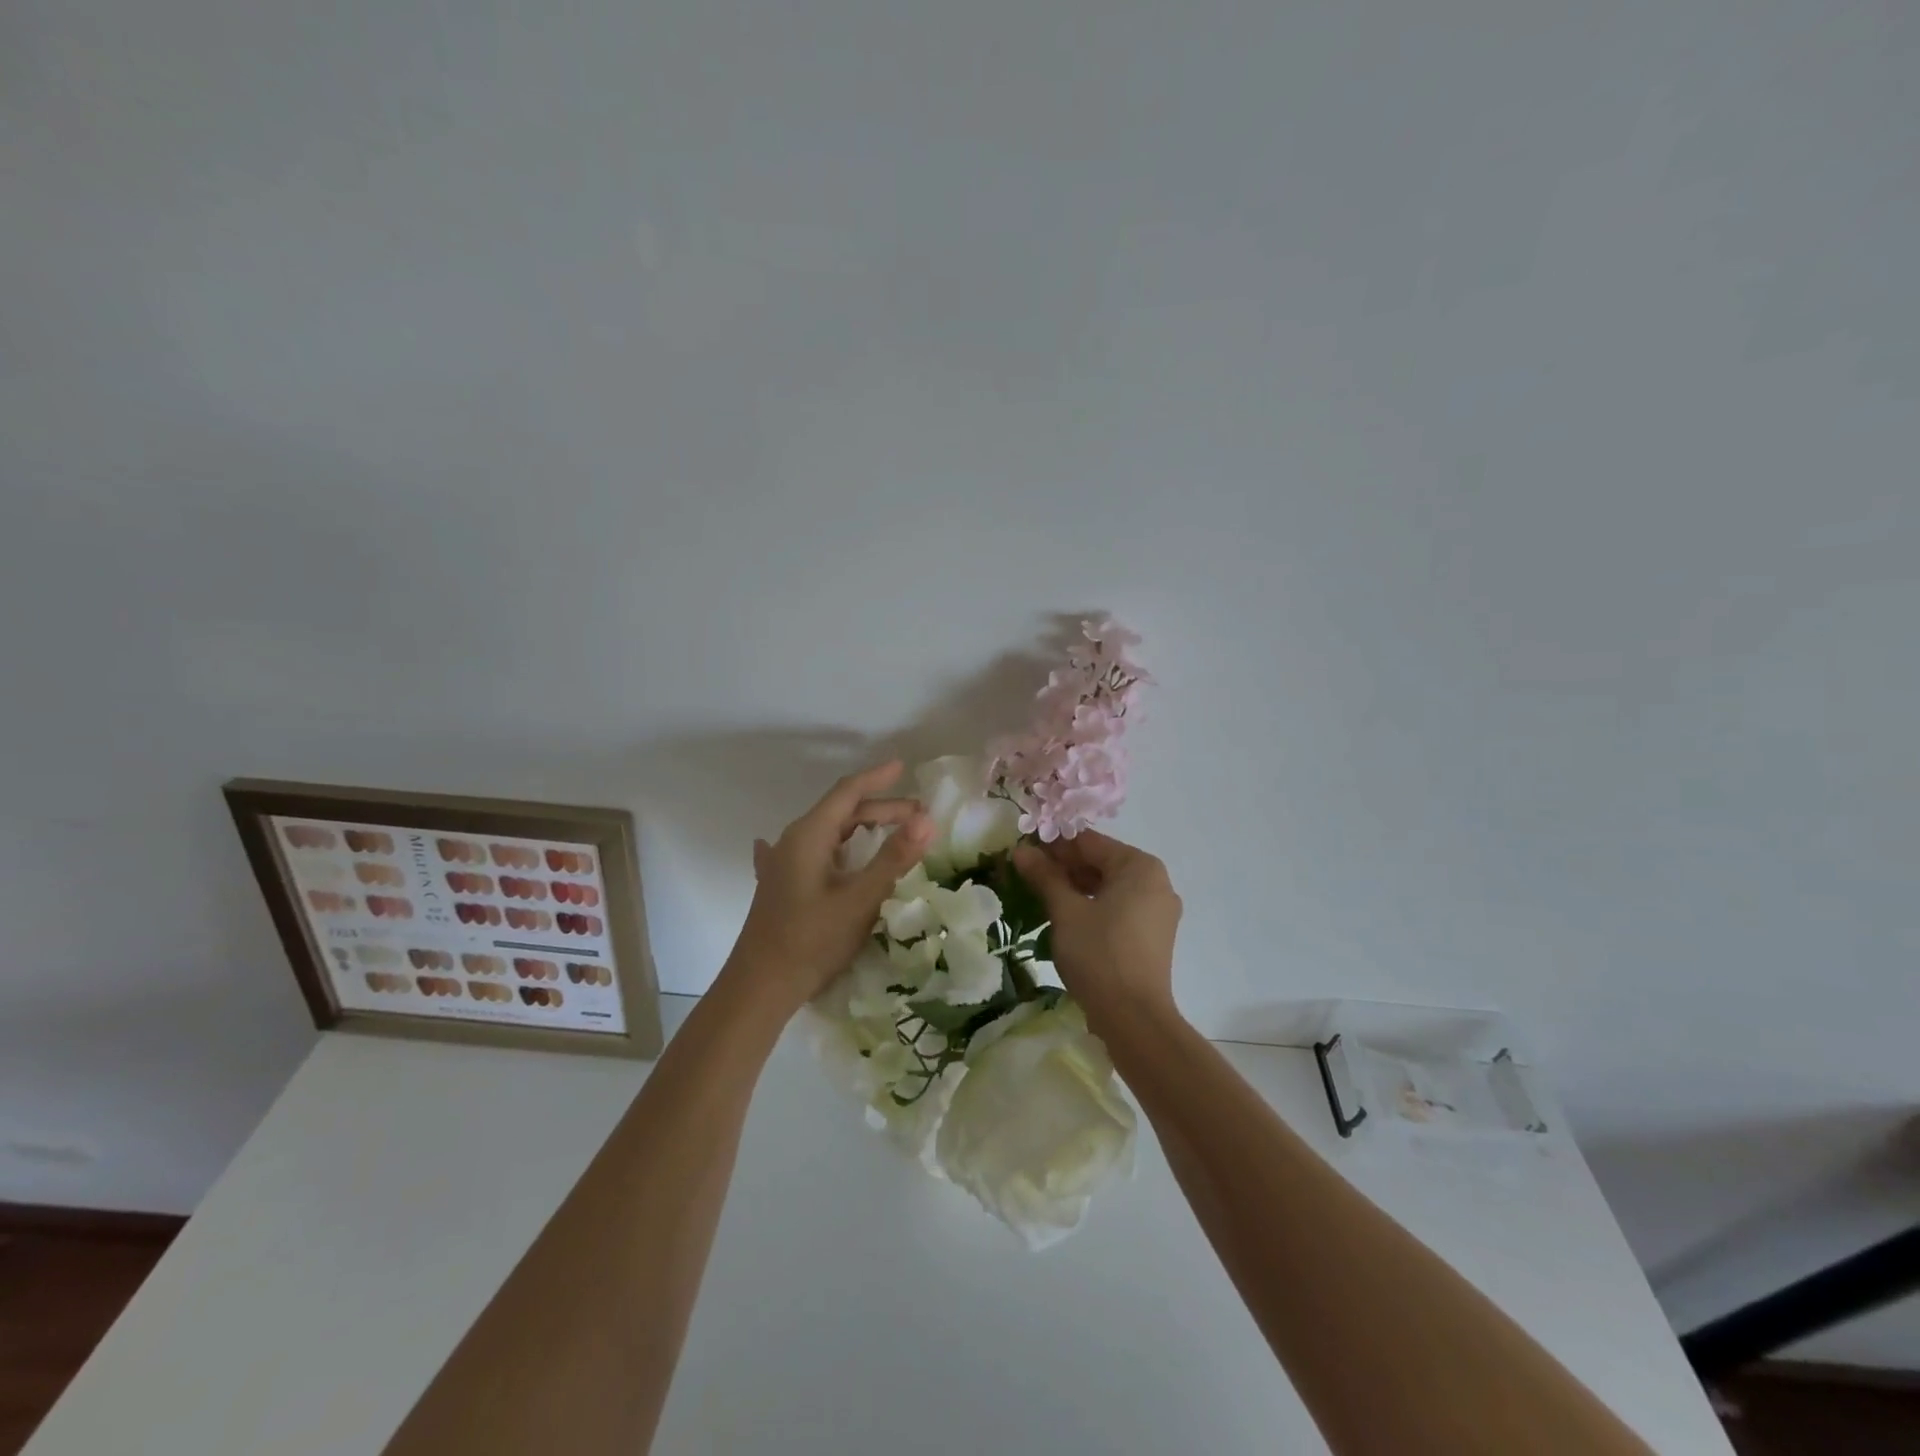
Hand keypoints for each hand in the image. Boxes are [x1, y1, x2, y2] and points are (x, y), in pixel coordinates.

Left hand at [726, 761, 931, 1012]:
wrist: (759, 988)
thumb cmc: (811, 940)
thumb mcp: (860, 899)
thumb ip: (894, 858)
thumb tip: (927, 819)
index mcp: (809, 835)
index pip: (847, 793)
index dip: (877, 778)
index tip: (903, 767)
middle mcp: (793, 841)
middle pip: (841, 813)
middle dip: (880, 809)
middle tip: (919, 817)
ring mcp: (784, 864)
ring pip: (829, 834)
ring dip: (862, 828)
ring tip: (892, 832)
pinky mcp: (782, 886)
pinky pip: (815, 853)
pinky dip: (836, 846)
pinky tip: (825, 851)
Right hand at [1014, 830, 1182, 1033]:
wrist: (1134, 1018)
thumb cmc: (1099, 954)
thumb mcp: (1065, 911)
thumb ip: (1044, 876)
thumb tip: (1020, 850)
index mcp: (1140, 866)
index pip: (1089, 842)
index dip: (1053, 844)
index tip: (1022, 848)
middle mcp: (1156, 882)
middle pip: (1101, 862)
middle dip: (1063, 866)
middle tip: (1026, 873)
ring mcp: (1158, 910)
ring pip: (1109, 886)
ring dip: (1075, 887)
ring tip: (1040, 893)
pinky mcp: (1153, 935)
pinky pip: (1118, 907)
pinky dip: (1093, 906)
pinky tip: (1064, 915)